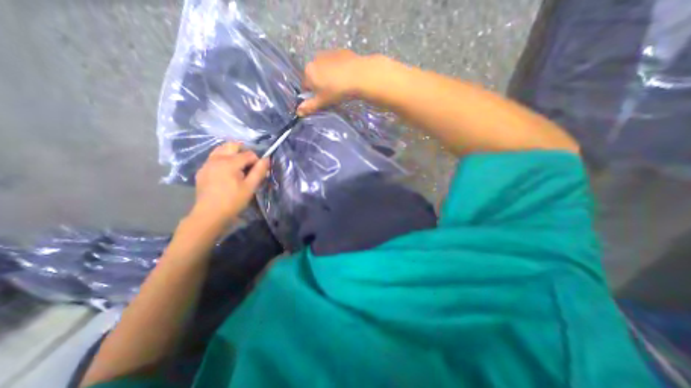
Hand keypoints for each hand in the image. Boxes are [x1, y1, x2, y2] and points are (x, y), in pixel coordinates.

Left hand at [193, 142, 272, 226]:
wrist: (210, 214)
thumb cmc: (233, 201)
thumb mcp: (250, 187)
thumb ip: (259, 171)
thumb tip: (267, 159)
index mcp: (230, 162)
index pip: (248, 153)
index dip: (257, 161)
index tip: (258, 172)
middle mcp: (216, 158)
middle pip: (232, 145)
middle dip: (243, 151)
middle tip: (249, 165)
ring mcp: (207, 164)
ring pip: (221, 149)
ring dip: (232, 154)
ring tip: (238, 167)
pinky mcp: (202, 171)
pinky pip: (214, 158)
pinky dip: (222, 160)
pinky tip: (226, 173)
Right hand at [299, 49, 369, 115]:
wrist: (358, 76)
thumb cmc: (337, 90)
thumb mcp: (322, 101)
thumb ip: (309, 106)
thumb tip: (298, 112)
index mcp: (308, 71)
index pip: (305, 85)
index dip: (313, 95)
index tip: (322, 100)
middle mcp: (315, 58)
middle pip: (315, 75)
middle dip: (320, 84)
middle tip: (332, 93)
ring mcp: (328, 52)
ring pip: (325, 68)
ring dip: (329, 75)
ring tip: (340, 85)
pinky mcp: (341, 51)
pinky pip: (336, 63)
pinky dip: (338, 69)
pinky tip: (347, 76)